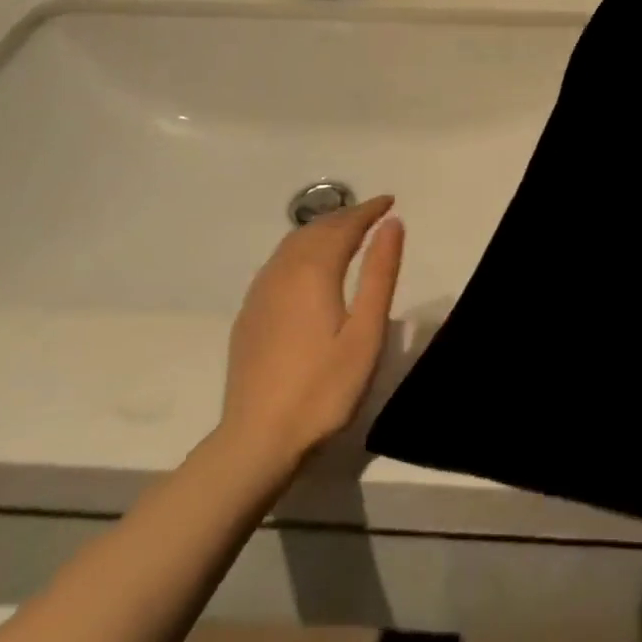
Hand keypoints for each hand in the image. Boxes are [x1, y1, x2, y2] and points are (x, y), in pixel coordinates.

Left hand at [221, 196, 403, 469]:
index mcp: (313, 272)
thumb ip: (380, 274)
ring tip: (346, 233)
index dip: (368, 210)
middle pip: (315, 229)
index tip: (390, 201)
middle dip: (346, 216)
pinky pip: (278, 263)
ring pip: (292, 244)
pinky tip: (309, 267)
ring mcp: (260, 293)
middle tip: (373, 214)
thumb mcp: (366, 333)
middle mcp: (282, 272)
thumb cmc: (324, 389)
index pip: (343, 226)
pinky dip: (301, 250)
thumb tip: (392, 223)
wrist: (257, 440)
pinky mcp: (249, 315)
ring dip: (322, 230)